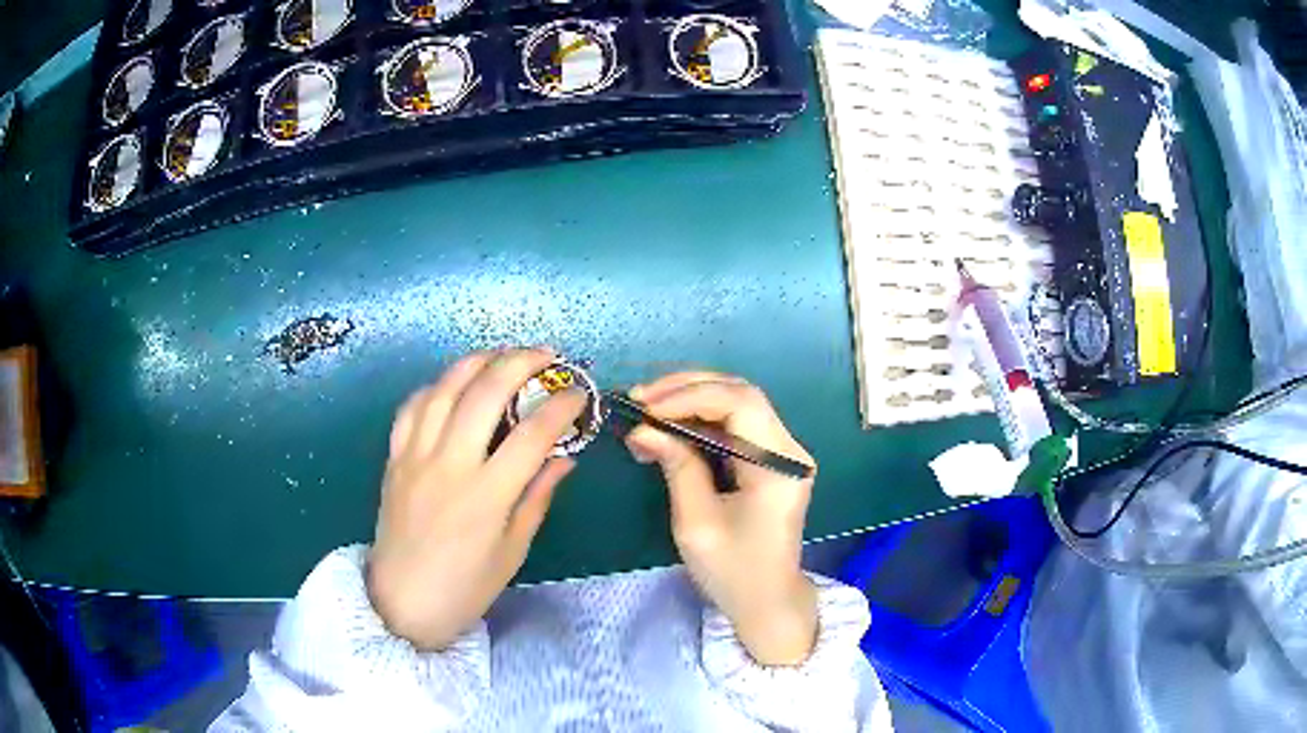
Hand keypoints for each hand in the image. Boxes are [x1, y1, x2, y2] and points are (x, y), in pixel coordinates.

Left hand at [368, 348, 586, 650]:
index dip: (561, 406)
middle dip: (521, 363)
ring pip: (445, 388)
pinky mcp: (394, 458)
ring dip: (477, 361)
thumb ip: (537, 497)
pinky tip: (454, 384)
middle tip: (547, 356)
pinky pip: (413, 407)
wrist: (402, 603)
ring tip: (503, 354)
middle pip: (485, 393)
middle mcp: (449, 465)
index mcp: (486, 496)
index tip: (579, 393)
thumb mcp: (513, 550)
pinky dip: (437, 386)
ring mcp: (415, 456)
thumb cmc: (465, 587)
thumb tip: (564, 457)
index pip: (532, 434)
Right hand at [625, 373, 817, 666]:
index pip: (740, 404)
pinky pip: (734, 424)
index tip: (645, 407)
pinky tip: (668, 424)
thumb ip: (677, 467)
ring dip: (689, 399)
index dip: (689, 396)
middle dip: (686, 389)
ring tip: (646, 408)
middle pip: (741, 393)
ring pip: (736, 403)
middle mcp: (788, 449)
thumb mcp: (697, 524)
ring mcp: (782, 452)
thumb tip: (643, 428)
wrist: (767, 601)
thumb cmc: (733, 571)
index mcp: (779, 466)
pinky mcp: (770, 459)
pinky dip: (699, 418)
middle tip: (639, 397)